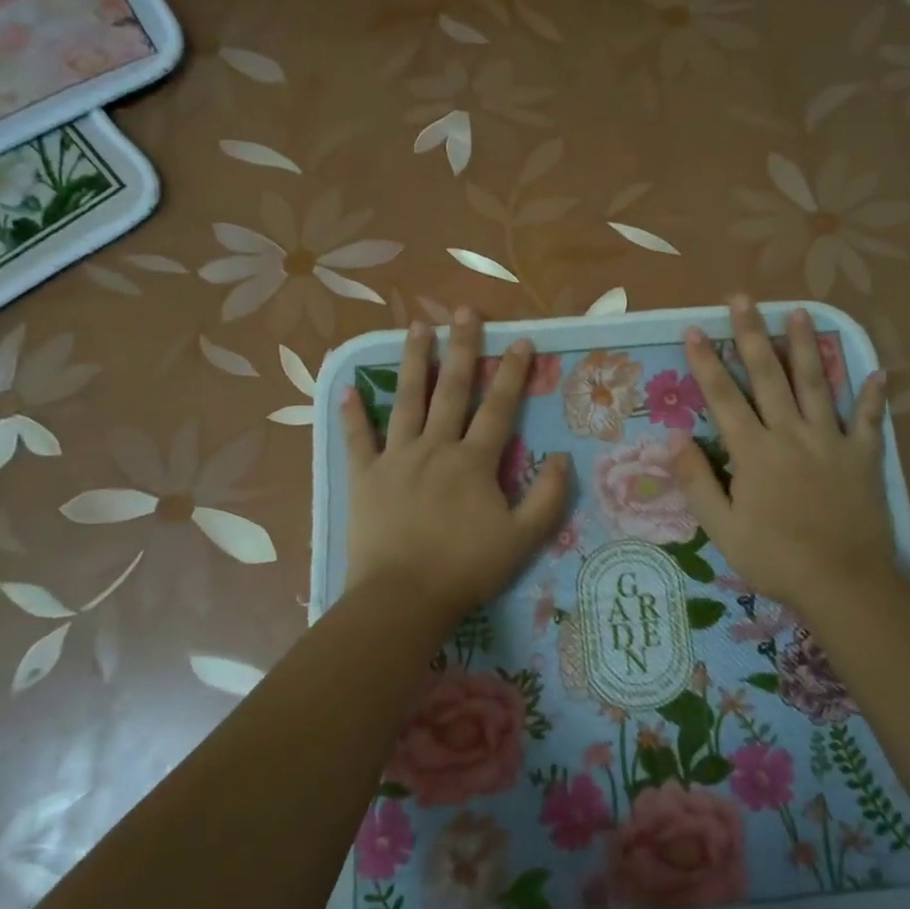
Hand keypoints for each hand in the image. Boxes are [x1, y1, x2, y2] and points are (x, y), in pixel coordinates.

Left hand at [341, 308, 570, 617]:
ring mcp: (396, 459)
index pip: (498, 407)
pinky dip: (353, 415)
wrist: (403, 598)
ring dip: (413, 362)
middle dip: (461, 348)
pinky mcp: (364, 477)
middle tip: (464, 311)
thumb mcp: (523, 539)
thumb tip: (561, 458)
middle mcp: (435, 448)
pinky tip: (348, 389)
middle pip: (451, 390)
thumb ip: (548, 497)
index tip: (520, 339)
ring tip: (416, 327)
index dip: (511, 372)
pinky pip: (358, 440)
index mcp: (473, 461)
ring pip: (406, 401)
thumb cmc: (466, 569)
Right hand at [670, 298, 896, 620]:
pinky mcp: (863, 457)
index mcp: (754, 451)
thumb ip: (696, 481)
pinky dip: (874, 397)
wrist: (842, 583)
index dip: (706, 361)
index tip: (694, 328)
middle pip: (768, 376)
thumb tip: (673, 439)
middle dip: (752, 334)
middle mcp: (791, 434)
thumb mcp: (721, 527)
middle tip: (743, 298)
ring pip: (817, 384)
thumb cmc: (774, 557)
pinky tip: (879, 372)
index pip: (723, 397)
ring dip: (806, 346)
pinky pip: (870, 420)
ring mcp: (831, 441)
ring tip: (800, 311)